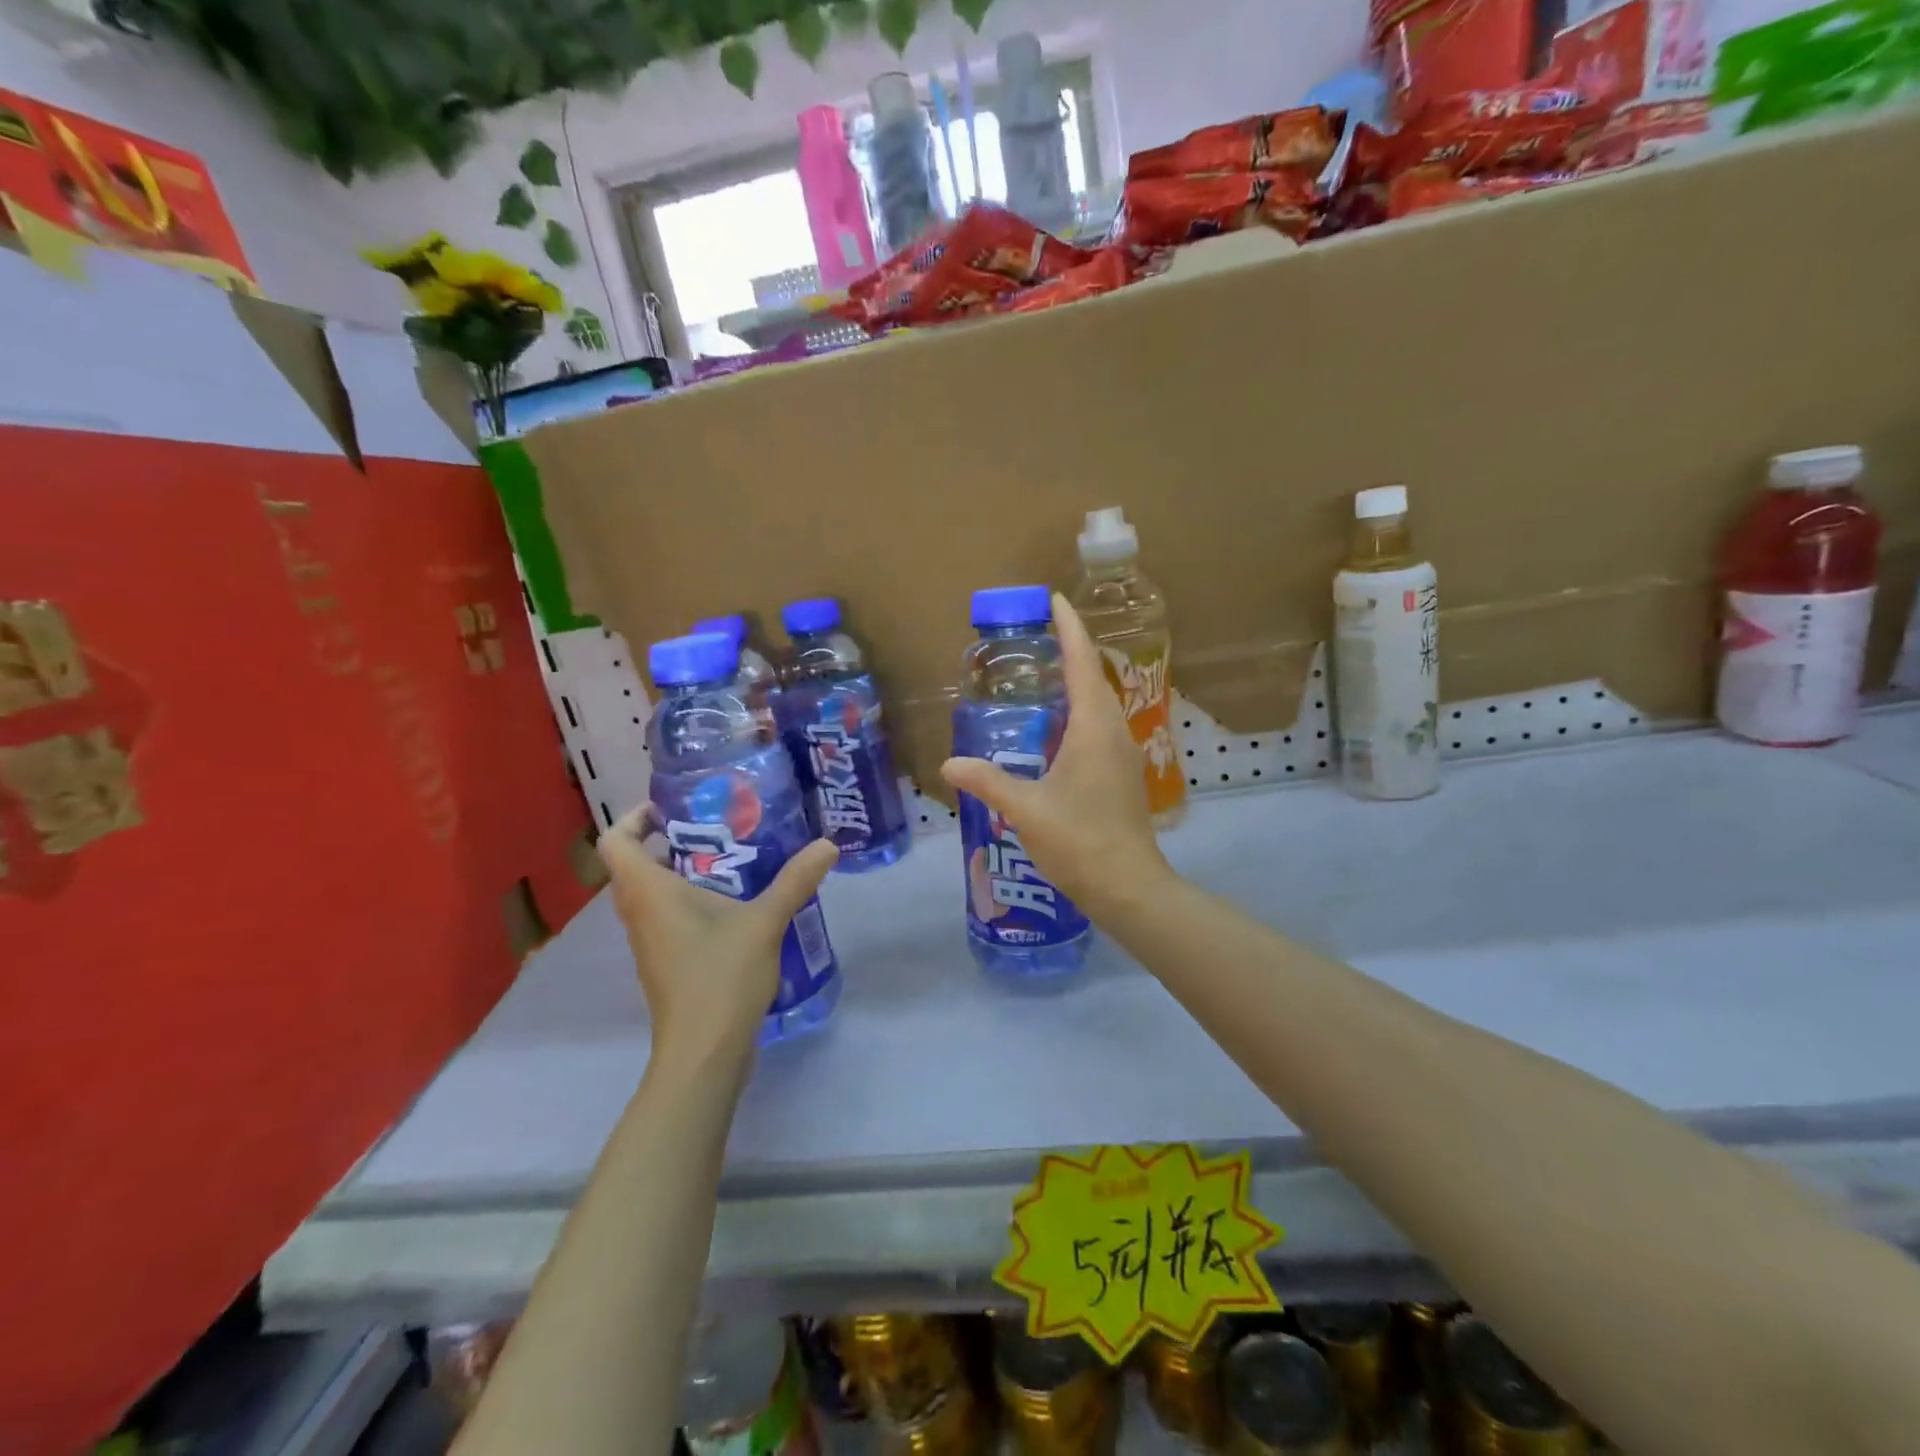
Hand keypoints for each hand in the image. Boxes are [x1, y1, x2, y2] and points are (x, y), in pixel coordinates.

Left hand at [599, 809, 837, 1061]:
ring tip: (729, 861)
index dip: (635, 818)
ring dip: (679, 873)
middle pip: (633, 865)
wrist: (703, 1052)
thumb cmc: (720, 976)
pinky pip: (665, 918)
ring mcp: (649, 942)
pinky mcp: (664, 963)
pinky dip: (688, 902)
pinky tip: (733, 906)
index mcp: (648, 892)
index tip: (671, 809)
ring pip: (650, 894)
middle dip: (667, 842)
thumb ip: (795, 880)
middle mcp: (639, 913)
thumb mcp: (764, 921)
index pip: (616, 841)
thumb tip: (828, 845)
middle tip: (712, 829)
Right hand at [940, 593, 1172, 920]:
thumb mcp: (1025, 809)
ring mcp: (1123, 753)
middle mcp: (1114, 731)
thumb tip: (949, 764)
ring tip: (1046, 673)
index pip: (1082, 662)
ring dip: (1077, 681)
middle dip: (1071, 649)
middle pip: (1094, 676)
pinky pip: (1100, 725)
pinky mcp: (1123, 773)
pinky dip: (1080, 710)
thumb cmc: (1079, 841)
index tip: (1056, 599)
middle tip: (1041, 634)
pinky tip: (1058, 728)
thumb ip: (987, 782)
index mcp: (1093, 728)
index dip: (1069, 628)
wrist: (1129, 887)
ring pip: (1100, 702)